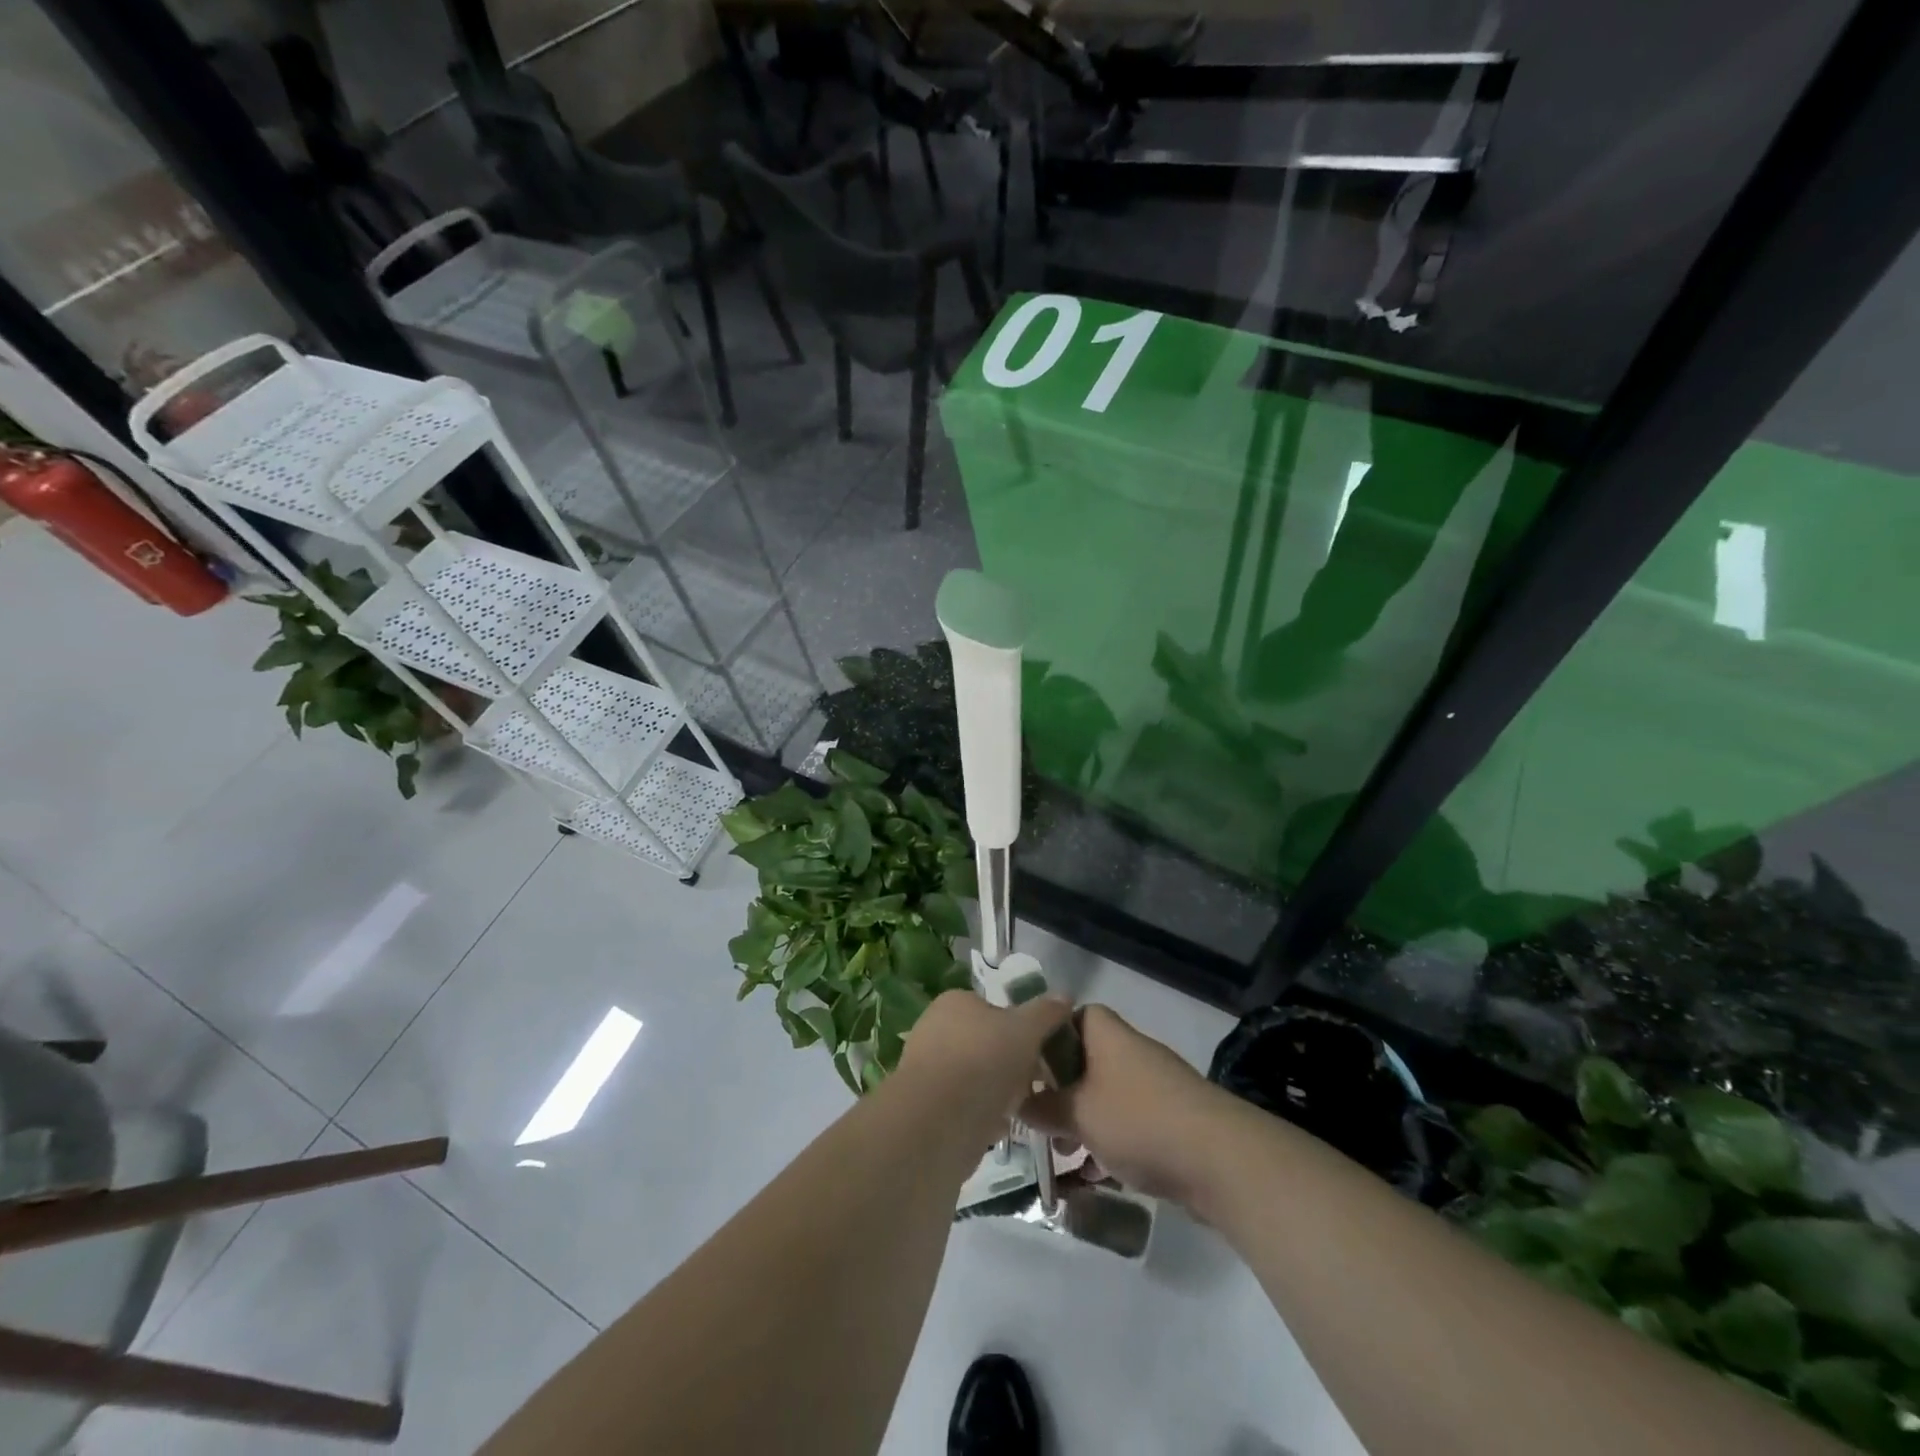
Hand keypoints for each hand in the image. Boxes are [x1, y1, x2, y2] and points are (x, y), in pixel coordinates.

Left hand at [895, 989, 1073, 1146]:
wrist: (937, 1122)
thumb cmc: (983, 1061)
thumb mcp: (1025, 1029)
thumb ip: (1046, 1012)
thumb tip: (1064, 997)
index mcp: (955, 1002)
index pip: (995, 1008)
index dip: (1022, 1027)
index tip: (1043, 1049)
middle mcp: (937, 1028)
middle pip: (988, 1042)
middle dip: (1014, 1062)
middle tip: (1038, 1081)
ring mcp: (929, 1068)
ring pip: (978, 1075)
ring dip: (1001, 1090)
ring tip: (1023, 1105)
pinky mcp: (928, 1105)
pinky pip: (966, 1103)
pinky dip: (984, 1113)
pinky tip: (1002, 1125)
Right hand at [1020, 1005, 1229, 1209]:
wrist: (1218, 1159)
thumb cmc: (1138, 1120)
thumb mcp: (1077, 1113)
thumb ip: (1043, 1107)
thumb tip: (1017, 1102)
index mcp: (1105, 1034)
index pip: (1069, 1018)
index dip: (1045, 1040)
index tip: (1025, 1071)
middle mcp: (1129, 1051)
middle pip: (1083, 1061)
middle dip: (1059, 1092)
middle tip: (1038, 1120)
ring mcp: (1153, 1085)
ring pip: (1104, 1096)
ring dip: (1081, 1122)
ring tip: (1062, 1155)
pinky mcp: (1170, 1119)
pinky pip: (1127, 1123)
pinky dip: (1108, 1143)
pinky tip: (1094, 1175)